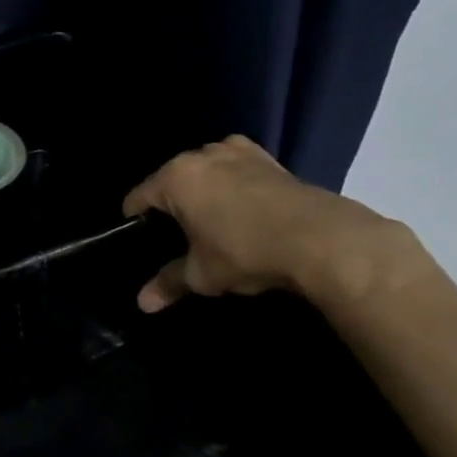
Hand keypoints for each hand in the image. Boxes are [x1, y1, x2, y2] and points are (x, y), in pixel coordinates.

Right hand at [122, 136, 416, 309]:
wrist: (321, 239)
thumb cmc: (245, 251)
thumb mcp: (202, 274)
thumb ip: (169, 283)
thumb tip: (142, 304)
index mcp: (175, 178)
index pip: (138, 197)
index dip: (134, 221)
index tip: (139, 242)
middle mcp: (202, 156)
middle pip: (171, 180)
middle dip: (171, 205)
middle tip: (178, 237)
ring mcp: (237, 152)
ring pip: (205, 171)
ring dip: (203, 191)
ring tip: (211, 222)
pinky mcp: (269, 158)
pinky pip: (236, 169)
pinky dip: (232, 185)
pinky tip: (242, 210)